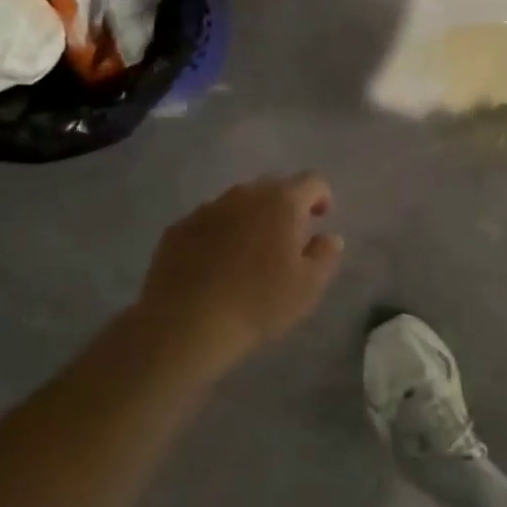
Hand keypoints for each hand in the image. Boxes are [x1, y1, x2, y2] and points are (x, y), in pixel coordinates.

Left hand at [132, 174, 343, 380]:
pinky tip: (215, 266)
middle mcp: (245, 194)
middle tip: (287, 239)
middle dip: (285, 206)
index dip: (321, 198)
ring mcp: (207, 209)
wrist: (184, 325)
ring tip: (249, 254)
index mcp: (282, 202)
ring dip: (250, 219)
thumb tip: (328, 237)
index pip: (313, 181)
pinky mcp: (178, 229)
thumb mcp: (309, 286)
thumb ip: (325, 254)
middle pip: (274, 187)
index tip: (319, 221)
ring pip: (238, 203)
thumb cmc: (257, 303)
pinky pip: (208, 222)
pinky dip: (218, 234)